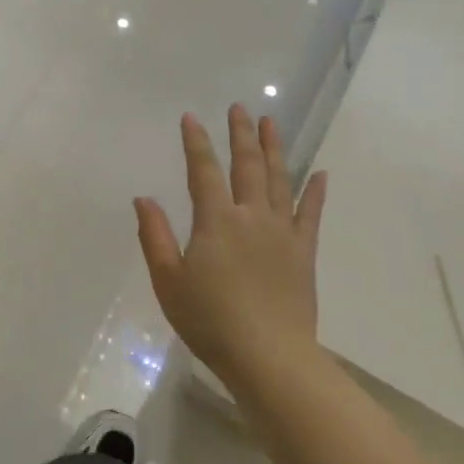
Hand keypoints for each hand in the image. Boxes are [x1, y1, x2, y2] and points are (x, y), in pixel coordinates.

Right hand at [135, 105, 327, 385]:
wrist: (269, 356)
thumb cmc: (210, 320)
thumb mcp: (168, 281)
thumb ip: (155, 236)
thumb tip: (143, 199)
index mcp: (216, 221)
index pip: (203, 171)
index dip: (196, 143)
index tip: (191, 117)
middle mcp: (251, 216)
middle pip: (247, 165)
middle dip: (241, 134)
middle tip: (240, 108)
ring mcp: (282, 232)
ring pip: (279, 180)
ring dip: (274, 149)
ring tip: (271, 123)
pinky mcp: (303, 252)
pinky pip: (311, 214)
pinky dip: (315, 192)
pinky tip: (320, 174)